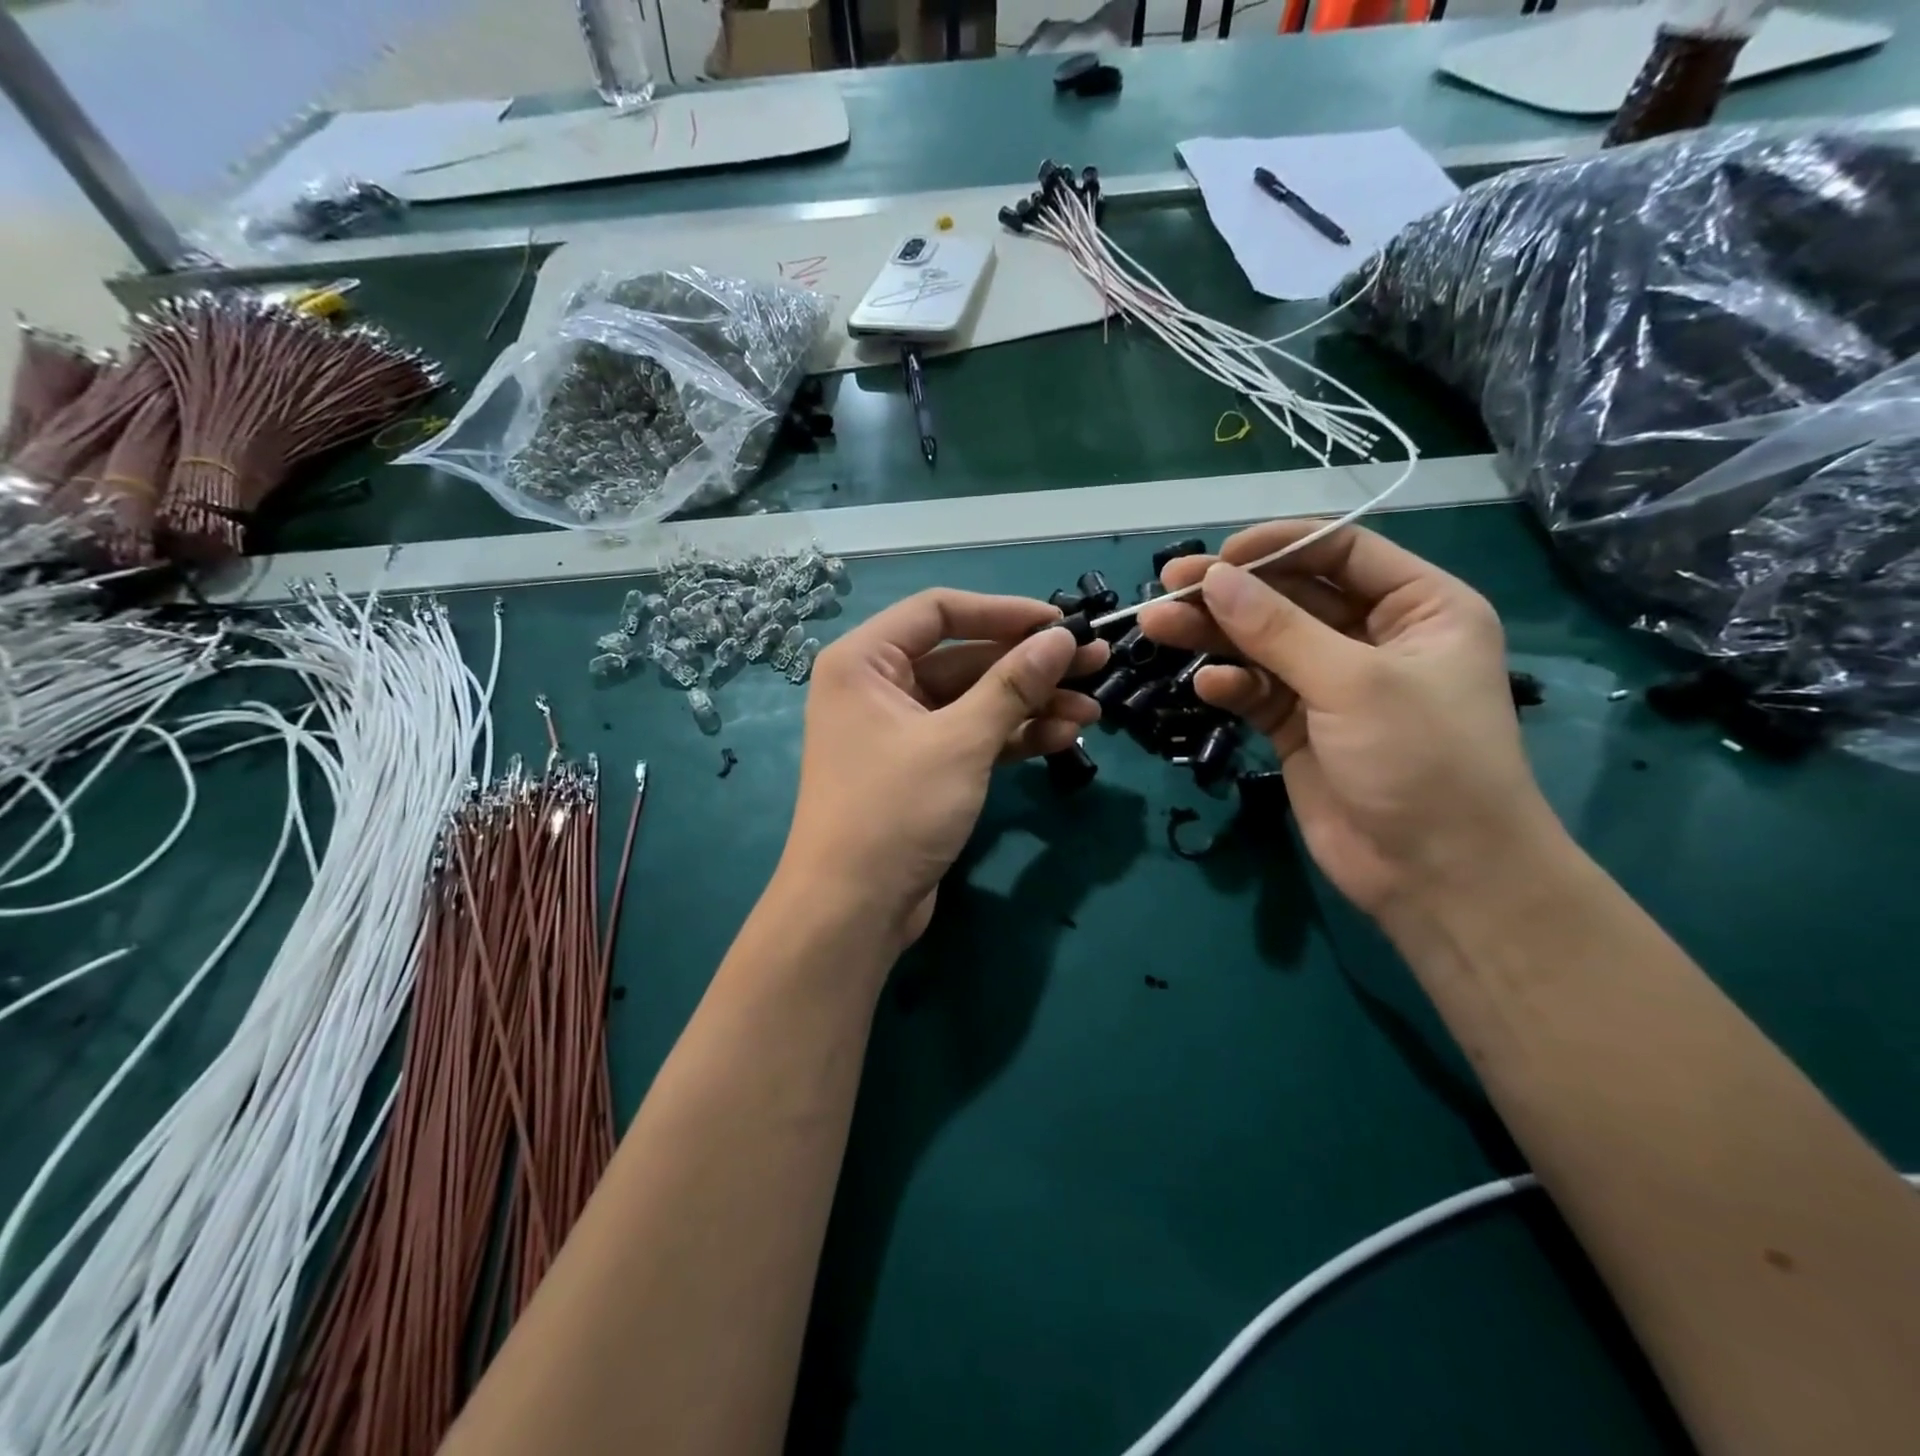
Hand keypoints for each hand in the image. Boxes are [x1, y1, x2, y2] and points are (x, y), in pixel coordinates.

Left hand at [782, 589, 1108, 946]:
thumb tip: (1062, 638)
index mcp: (865, 661)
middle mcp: (878, 687)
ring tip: (1093, 710)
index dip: (1003, 612)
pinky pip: (971, 738)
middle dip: (1030, 665)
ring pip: (974, 702)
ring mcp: (900, 731)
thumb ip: (1013, 685)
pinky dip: (1013, 737)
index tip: (1061, 623)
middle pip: (964, 658)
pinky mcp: (921, 770)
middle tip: (1096, 665)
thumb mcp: (960, 741)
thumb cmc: (895, 810)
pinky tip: (1063, 738)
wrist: (853, 910)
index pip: (939, 612)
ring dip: (1032, 705)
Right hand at [1139, 521, 1558, 917]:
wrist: (1435, 874)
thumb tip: (1212, 578)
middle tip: (1168, 586)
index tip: (1218, 557)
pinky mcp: (1300, 728)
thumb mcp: (1353, 682)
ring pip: (1264, 645)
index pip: (1341, 550)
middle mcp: (1375, 637)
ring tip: (1158, 625)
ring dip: (1214, 635)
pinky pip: (1258, 692)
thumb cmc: (1421, 760)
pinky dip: (1231, 686)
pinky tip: (1207, 688)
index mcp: (1419, 607)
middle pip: (1292, 597)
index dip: (1278, 546)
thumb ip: (1277, 629)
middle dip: (1232, 593)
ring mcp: (1333, 685)